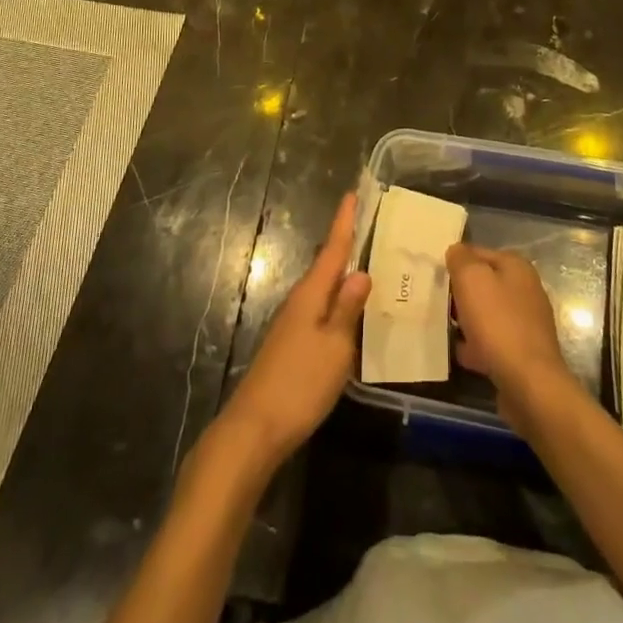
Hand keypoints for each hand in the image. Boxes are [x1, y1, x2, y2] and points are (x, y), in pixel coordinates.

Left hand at [217, 193, 370, 468]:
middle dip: (345, 245)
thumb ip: (348, 309)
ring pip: (323, 290)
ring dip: (342, 276)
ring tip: (368, 265)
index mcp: (311, 295)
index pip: (332, 249)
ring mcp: (292, 325)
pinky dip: (336, 304)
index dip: (344, 222)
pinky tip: (349, 314)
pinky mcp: (291, 346)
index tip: (352, 193)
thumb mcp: (334, 347)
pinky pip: (320, 312)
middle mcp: (299, 302)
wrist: (254, 430)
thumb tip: (361, 272)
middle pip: (327, 266)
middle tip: (369, 226)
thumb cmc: (300, 383)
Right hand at [447, 243, 580, 435]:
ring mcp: (526, 323)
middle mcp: (525, 290)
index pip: (478, 253)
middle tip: (435, 302)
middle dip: (460, 293)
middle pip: (483, 284)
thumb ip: (461, 259)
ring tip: (443, 327)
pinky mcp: (522, 352)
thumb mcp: (471, 279)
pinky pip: (492, 341)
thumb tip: (456, 251)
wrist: (529, 384)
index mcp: (516, 267)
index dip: (455, 262)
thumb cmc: (498, 323)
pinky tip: (460, 353)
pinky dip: (476, 345)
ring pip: (486, 314)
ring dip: (466, 320)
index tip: (434, 275)